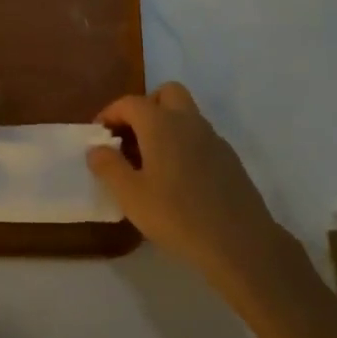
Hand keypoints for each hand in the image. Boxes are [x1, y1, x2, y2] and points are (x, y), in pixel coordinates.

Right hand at [89, 83, 293, 286]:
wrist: (240, 243)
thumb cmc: (177, 215)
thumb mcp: (131, 195)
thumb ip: (109, 167)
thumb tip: (96, 149)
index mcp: (161, 124)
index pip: (130, 103)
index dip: (110, 114)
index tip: (99, 135)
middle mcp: (188, 121)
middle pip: (166, 94)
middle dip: (145, 107)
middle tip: (131, 136)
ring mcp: (213, 138)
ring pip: (186, 115)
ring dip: (166, 125)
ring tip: (151, 161)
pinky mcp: (230, 159)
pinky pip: (200, 137)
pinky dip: (184, 144)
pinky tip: (179, 178)